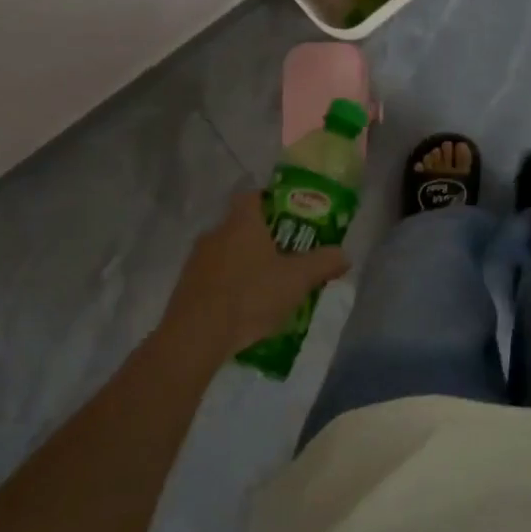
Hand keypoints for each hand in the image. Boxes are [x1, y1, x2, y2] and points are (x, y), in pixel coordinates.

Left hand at [157, 192, 350, 365]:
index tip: (291, 219)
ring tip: (269, 287)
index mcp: (242, 222)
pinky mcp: (186, 287)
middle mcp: (215, 233)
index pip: (254, 196)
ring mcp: (197, 261)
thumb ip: (323, 263)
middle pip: (242, 226)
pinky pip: (214, 277)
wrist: (196, 336)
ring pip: (227, 253)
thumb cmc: (251, 295)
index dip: (272, 202)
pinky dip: (230, 286)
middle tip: (288, 256)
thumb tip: (344, 255)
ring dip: (246, 264)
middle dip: (264, 239)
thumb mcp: (297, 280)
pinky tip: (245, 308)